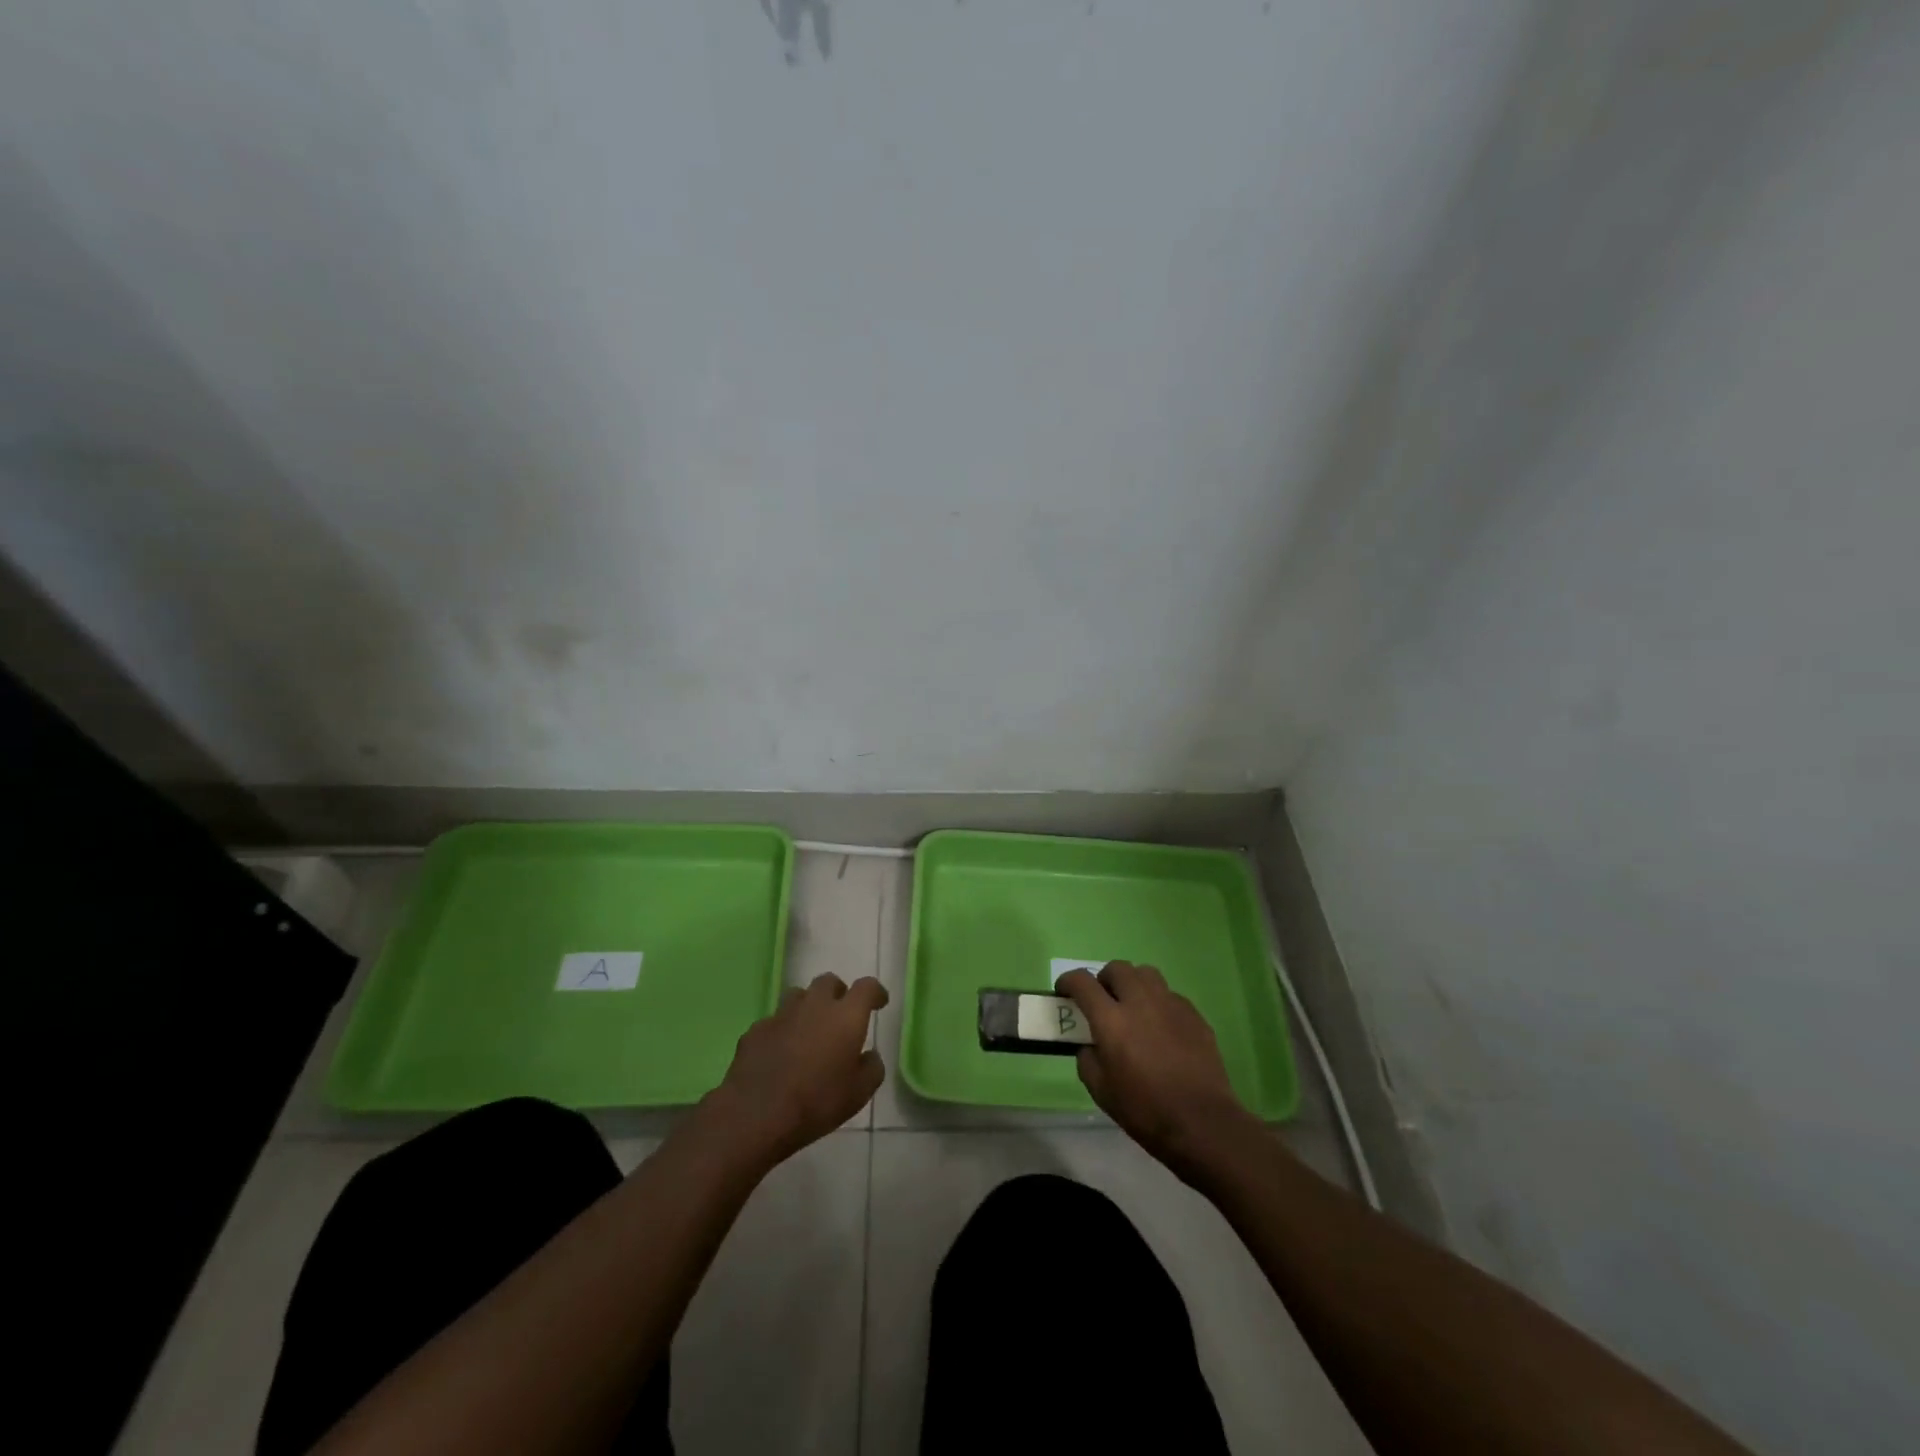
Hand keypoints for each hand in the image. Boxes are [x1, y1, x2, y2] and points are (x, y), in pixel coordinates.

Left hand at [703, 973, 888, 1165]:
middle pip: (828, 982)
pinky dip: (782, 1030)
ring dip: (808, 1007)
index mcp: (846, 1016)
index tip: (879, 1002)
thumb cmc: (817, 1102)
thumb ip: (871, 1068)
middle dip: (838, 993)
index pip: (866, 987)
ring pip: (798, 995)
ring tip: (809, 1031)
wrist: (756, 1115)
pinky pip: (774, 1021)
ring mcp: (781, 1014)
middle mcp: (814, 1005)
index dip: (875, 992)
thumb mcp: (859, 1093)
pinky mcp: (755, 1030)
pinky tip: (780, 1053)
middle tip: (840, 1015)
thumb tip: (868, 1055)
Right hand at [1057, 962, 1254, 1175]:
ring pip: (1146, 974)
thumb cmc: (1146, 1110)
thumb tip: (1091, 1044)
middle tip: (1103, 1001)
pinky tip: (1161, 1028)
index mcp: (1112, 1020)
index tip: (1064, 991)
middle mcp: (1140, 1002)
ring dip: (1133, 984)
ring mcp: (1170, 1004)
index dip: (1068, 981)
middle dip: (1104, 979)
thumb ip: (1088, 1059)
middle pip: (1117, 968)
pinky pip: (1169, 995)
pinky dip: (1158, 1003)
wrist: (1203, 1123)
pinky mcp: (1194, 1014)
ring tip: (1133, 1007)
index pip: (1082, 982)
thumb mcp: (1101, 1091)